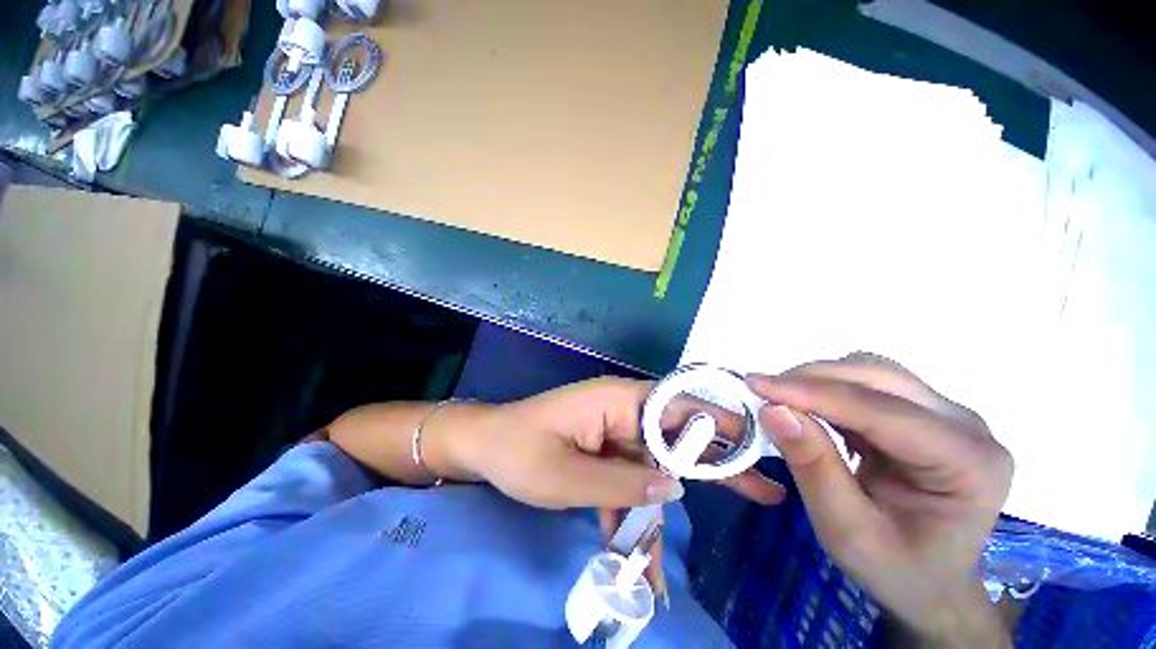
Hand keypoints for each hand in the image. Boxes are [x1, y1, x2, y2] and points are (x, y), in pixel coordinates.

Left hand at [438, 377, 785, 606]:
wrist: (484, 447)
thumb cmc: (520, 454)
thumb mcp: (569, 477)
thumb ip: (624, 482)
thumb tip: (676, 487)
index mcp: (618, 400)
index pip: (679, 408)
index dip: (719, 429)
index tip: (758, 452)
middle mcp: (622, 408)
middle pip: (676, 438)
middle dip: (715, 469)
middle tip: (764, 494)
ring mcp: (613, 429)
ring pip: (653, 467)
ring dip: (662, 512)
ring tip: (678, 560)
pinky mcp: (603, 448)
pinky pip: (629, 478)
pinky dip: (632, 514)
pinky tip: (634, 555)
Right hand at [746, 355, 1013, 646]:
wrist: (931, 584)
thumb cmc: (895, 569)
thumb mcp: (847, 532)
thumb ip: (814, 469)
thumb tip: (773, 411)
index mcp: (968, 464)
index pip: (879, 411)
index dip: (811, 393)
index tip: (754, 384)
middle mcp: (967, 426)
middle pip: (879, 378)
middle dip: (813, 379)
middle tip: (763, 392)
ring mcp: (949, 415)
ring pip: (872, 371)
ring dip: (820, 379)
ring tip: (782, 399)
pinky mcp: (926, 412)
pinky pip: (870, 383)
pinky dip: (830, 388)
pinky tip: (809, 407)